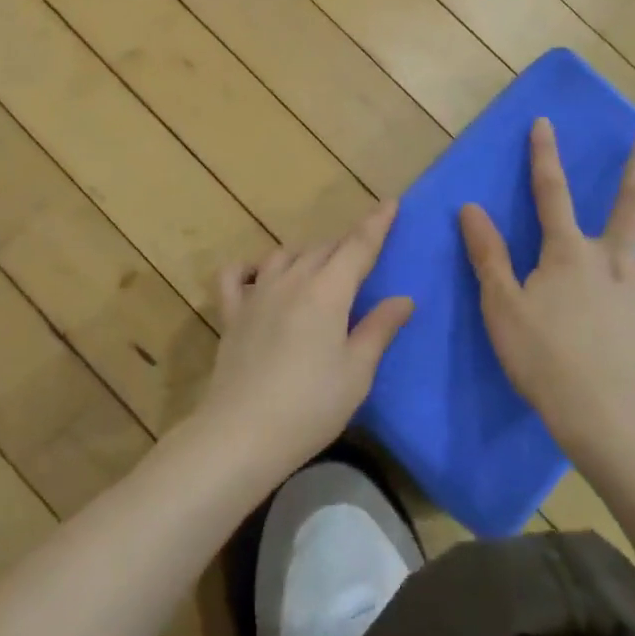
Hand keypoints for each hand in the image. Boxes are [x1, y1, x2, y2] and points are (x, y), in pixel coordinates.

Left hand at [199, 200, 414, 476]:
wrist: (242, 432)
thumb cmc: (310, 406)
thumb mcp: (357, 372)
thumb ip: (379, 329)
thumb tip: (403, 298)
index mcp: (327, 291)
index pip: (358, 246)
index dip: (376, 224)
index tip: (390, 202)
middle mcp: (291, 281)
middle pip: (323, 248)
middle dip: (346, 244)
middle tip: (362, 252)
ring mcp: (257, 294)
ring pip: (285, 255)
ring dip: (307, 253)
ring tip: (320, 265)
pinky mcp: (231, 313)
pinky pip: (236, 275)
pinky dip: (250, 267)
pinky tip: (260, 275)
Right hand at [459, 120, 634, 461]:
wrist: (601, 415)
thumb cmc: (541, 357)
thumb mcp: (500, 304)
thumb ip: (488, 255)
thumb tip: (471, 207)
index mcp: (568, 254)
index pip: (551, 194)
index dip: (544, 157)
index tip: (546, 121)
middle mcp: (613, 264)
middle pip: (630, 207)